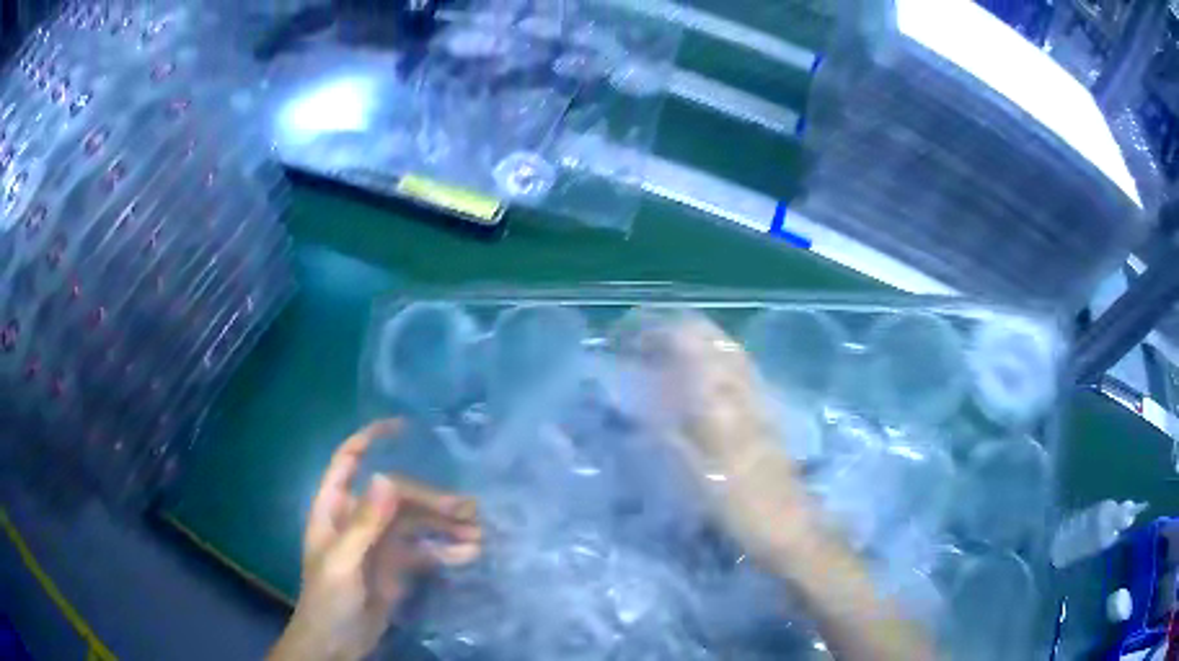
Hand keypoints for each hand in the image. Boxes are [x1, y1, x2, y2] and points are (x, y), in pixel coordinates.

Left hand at [270, 420, 482, 660]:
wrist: (338, 643)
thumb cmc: (328, 599)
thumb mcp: (343, 563)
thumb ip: (364, 524)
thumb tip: (387, 478)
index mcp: (335, 509)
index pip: (348, 461)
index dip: (370, 439)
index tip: (403, 427)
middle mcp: (359, 519)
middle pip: (398, 496)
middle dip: (432, 500)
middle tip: (468, 511)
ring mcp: (380, 543)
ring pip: (417, 523)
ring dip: (447, 526)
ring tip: (479, 534)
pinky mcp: (398, 565)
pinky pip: (425, 550)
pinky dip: (447, 551)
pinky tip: (469, 555)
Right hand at [624, 315, 935, 660]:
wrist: (790, 528)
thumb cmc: (740, 508)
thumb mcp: (696, 475)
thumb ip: (669, 430)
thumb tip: (641, 395)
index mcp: (723, 402)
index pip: (689, 343)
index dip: (656, 332)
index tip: (626, 338)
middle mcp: (743, 389)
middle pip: (711, 337)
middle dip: (674, 328)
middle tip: (641, 339)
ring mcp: (759, 398)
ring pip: (727, 349)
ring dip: (694, 339)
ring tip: (663, 347)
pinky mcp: (767, 411)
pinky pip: (738, 368)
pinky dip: (713, 357)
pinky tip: (701, 373)